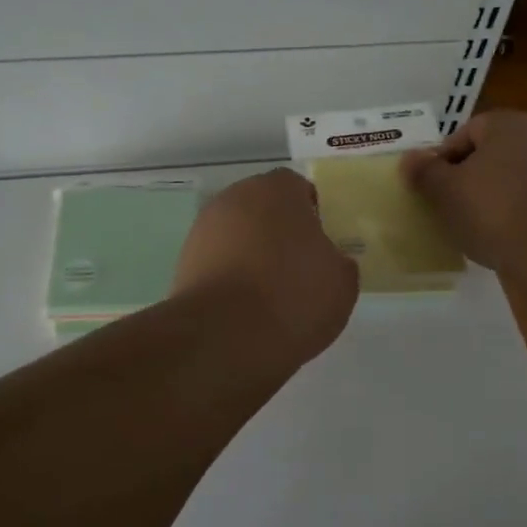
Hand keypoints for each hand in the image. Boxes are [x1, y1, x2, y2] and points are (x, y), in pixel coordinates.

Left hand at [173, 169, 358, 365]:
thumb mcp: (342, 283)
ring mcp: (204, 228)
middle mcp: (235, 198)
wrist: (224, 337)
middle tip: (297, 268)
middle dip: (278, 232)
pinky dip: (229, 276)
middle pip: (263, 208)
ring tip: (269, 294)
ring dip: (251, 254)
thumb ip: (339, 261)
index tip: (321, 246)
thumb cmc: (293, 297)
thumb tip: (328, 260)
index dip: (312, 215)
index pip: (298, 189)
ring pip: (237, 234)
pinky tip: (243, 308)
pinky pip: (217, 261)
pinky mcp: (183, 261)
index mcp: (277, 190)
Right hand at [400, 111, 526, 272]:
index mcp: (507, 123)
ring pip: (510, 180)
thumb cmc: (491, 208)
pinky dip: (513, 216)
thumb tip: (409, 158)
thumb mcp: (444, 191)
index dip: (442, 160)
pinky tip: (500, 238)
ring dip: (491, 199)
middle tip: (447, 207)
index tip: (431, 189)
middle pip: (489, 156)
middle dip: (467, 179)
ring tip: (472, 227)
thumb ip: (424, 172)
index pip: (464, 134)